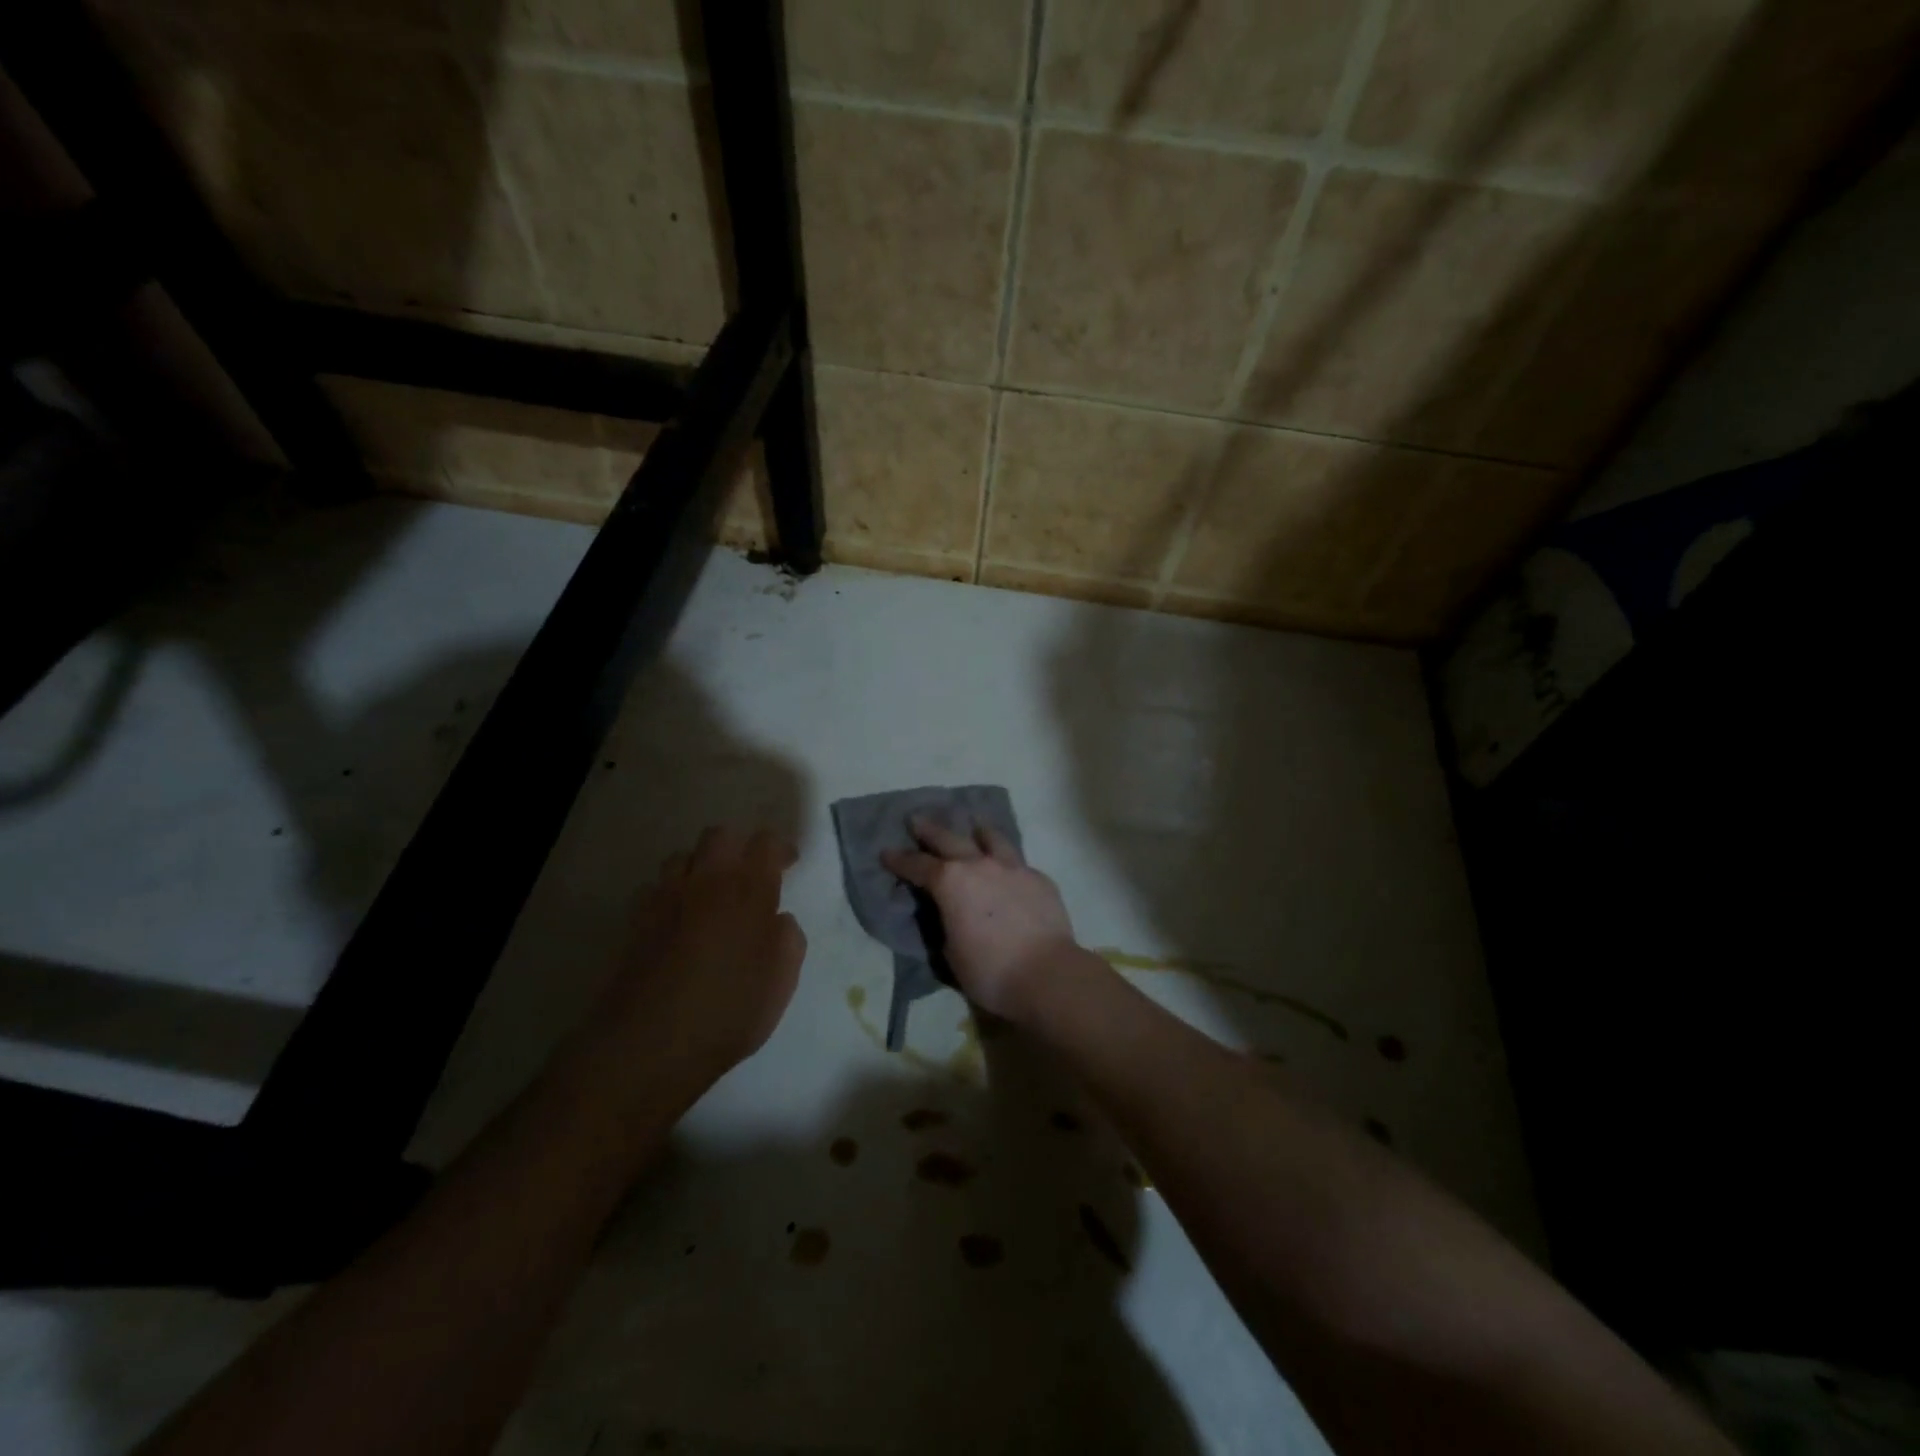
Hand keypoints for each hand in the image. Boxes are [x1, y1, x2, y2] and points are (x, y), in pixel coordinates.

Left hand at [599, 827, 806, 1076]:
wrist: (649, 1043)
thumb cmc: (728, 1012)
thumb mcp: (781, 982)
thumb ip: (788, 940)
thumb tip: (778, 919)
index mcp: (748, 891)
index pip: (765, 843)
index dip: (780, 848)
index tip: (788, 863)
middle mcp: (706, 882)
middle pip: (719, 836)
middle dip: (738, 846)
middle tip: (748, 873)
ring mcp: (665, 898)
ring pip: (682, 856)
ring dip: (700, 866)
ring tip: (709, 894)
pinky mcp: (636, 919)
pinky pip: (655, 888)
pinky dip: (670, 894)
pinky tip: (677, 920)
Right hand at [881, 816, 1079, 1021]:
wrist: (1047, 974)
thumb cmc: (989, 971)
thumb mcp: (950, 951)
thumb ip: (945, 923)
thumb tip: (949, 913)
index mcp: (951, 882)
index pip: (918, 865)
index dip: (900, 860)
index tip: (886, 853)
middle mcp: (980, 864)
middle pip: (950, 839)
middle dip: (930, 830)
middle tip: (917, 820)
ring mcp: (1013, 867)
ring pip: (992, 838)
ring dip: (978, 832)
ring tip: (974, 828)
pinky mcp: (1039, 879)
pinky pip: (1017, 861)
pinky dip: (1005, 861)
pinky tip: (1007, 869)